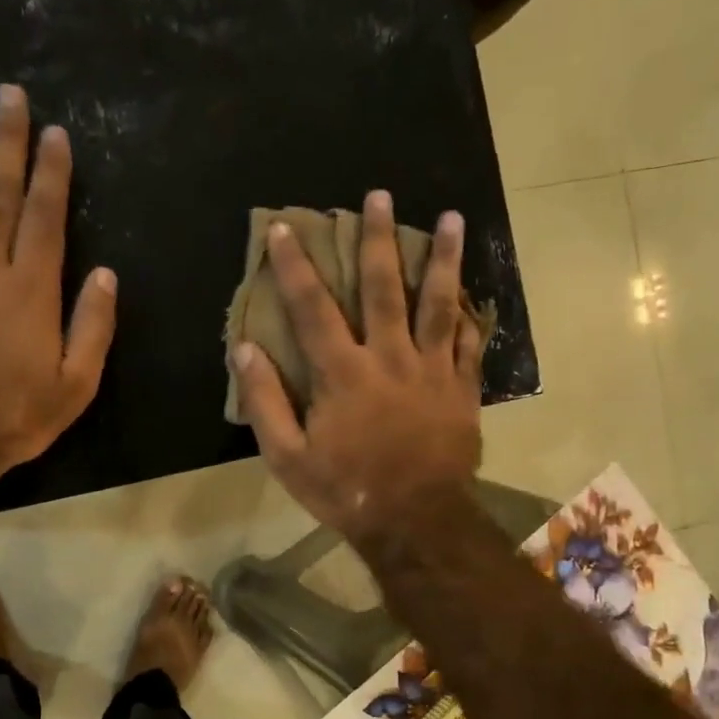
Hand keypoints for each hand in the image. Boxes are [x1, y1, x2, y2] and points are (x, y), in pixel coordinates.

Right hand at [231, 189, 482, 546]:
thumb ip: (264, 401)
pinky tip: (473, 293)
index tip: (285, 228)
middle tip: (380, 196)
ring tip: (453, 218)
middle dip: (379, 239)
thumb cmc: (345, 490)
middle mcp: (390, 359)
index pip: (313, 307)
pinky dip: (471, 316)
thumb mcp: (287, 456)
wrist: (414, 522)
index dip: (295, 266)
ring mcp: (433, 372)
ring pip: (439, 304)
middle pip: (383, 288)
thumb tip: (245, 349)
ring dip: (444, 259)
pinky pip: (469, 344)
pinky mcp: (462, 390)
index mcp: (343, 374)